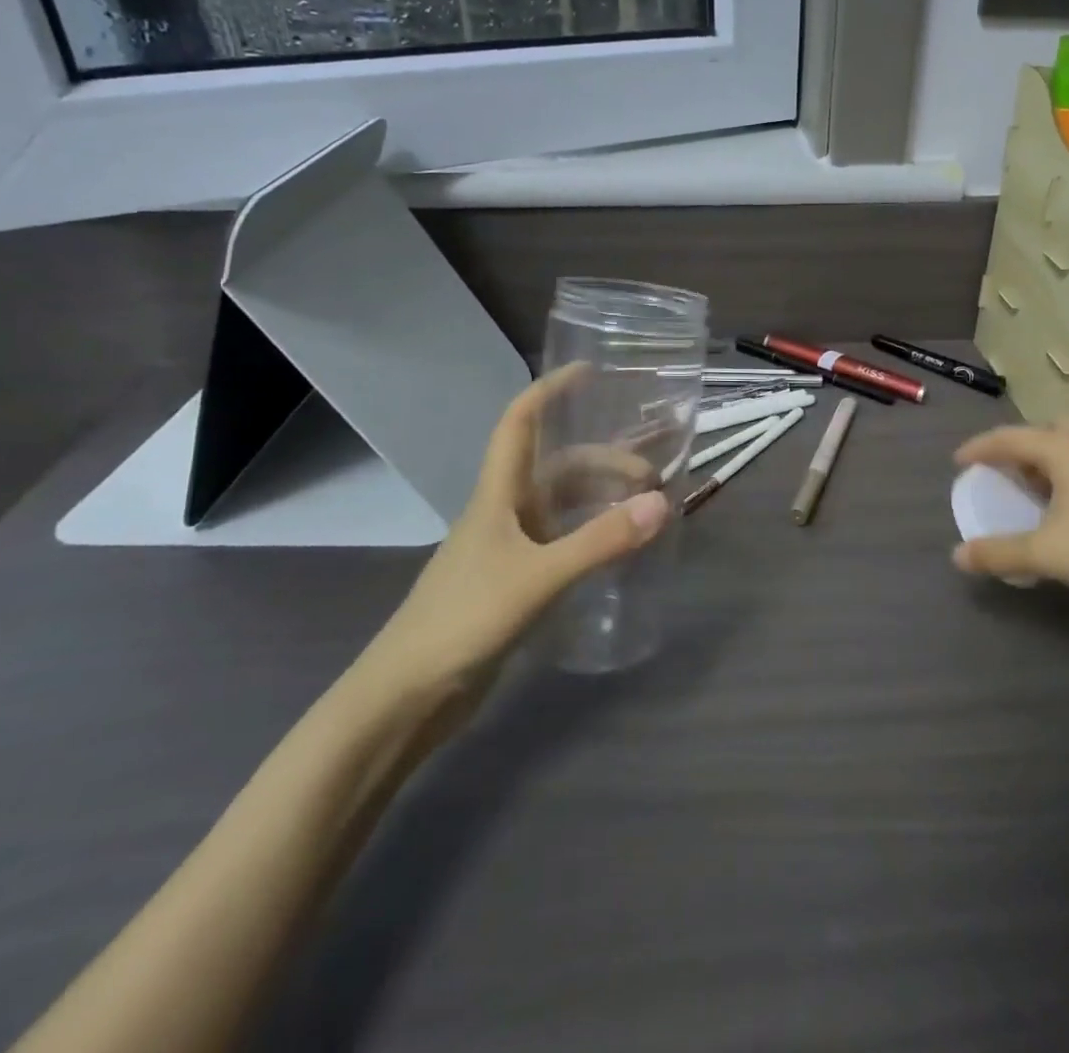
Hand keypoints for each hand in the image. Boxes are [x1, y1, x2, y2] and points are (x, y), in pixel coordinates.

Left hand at [362, 365, 669, 692]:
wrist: (406, 696)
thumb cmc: (463, 620)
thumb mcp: (537, 577)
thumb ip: (599, 542)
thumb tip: (662, 503)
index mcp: (497, 495)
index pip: (519, 423)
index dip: (549, 390)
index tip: (588, 371)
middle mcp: (503, 512)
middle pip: (557, 467)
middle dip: (605, 461)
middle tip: (652, 477)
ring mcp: (507, 549)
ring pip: (562, 506)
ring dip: (601, 499)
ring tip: (645, 510)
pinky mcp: (513, 583)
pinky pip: (562, 542)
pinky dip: (592, 536)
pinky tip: (617, 550)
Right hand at [952, 418, 1068, 611]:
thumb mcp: (1047, 555)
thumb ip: (998, 553)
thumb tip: (957, 557)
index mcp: (1064, 449)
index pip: (1010, 437)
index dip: (980, 448)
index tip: (959, 462)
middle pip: (1047, 429)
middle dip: (1022, 447)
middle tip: (1009, 473)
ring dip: (1053, 457)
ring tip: (1043, 488)